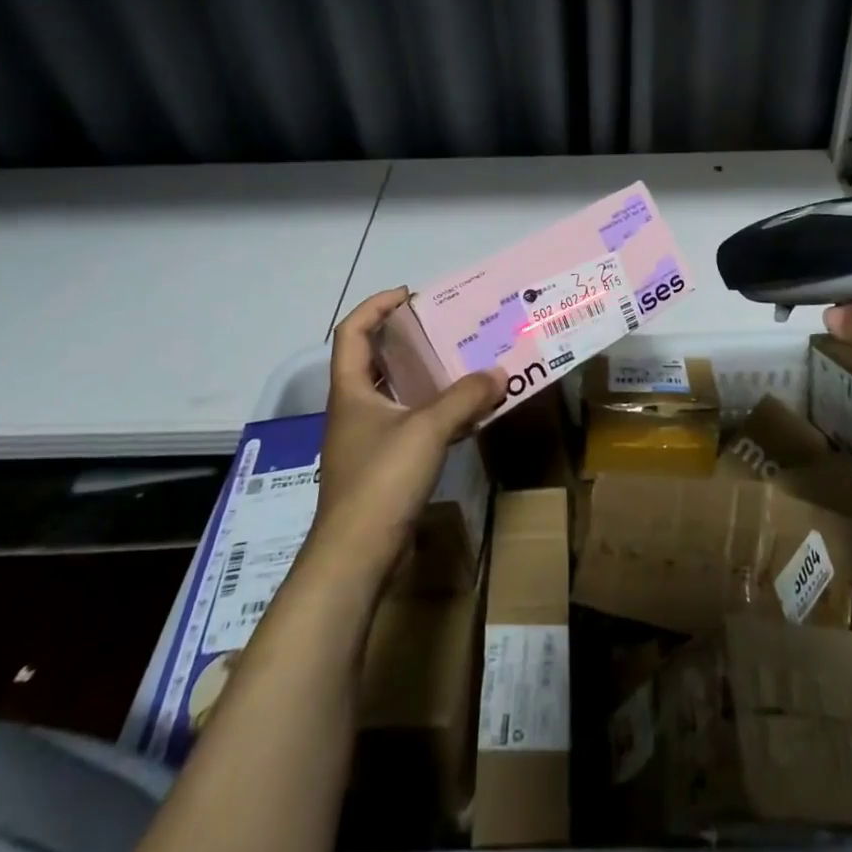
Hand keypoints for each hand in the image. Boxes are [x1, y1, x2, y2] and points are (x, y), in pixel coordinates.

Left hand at [309, 289, 504, 582]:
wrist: (355, 557)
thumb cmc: (381, 480)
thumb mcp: (427, 430)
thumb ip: (465, 397)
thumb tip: (500, 373)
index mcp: (351, 390)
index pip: (352, 331)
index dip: (376, 306)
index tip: (410, 295)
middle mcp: (354, 409)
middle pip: (375, 360)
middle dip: (407, 339)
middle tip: (446, 327)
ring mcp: (366, 440)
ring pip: (395, 394)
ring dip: (425, 377)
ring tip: (463, 363)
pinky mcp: (382, 466)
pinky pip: (410, 424)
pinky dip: (434, 412)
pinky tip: (465, 414)